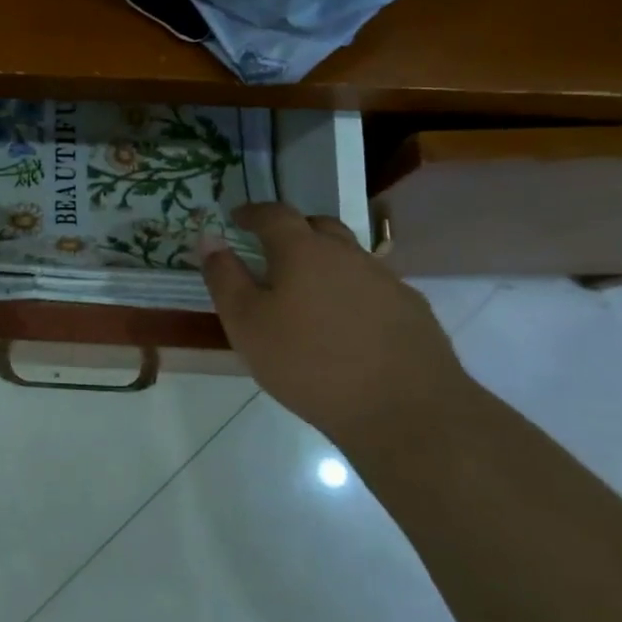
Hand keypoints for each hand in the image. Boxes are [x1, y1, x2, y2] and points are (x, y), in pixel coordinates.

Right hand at [201, 203, 473, 450]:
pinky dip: (353, 292)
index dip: (252, 213)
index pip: (274, 214)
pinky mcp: (412, 309)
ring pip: (348, 256)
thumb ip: (224, 277)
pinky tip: (347, 324)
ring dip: (325, 262)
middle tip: (273, 251)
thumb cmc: (308, 363)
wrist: (403, 409)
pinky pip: (373, 286)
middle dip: (292, 231)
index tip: (236, 218)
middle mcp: (347, 253)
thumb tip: (210, 238)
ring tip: (309, 292)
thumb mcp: (246, 324)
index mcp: (303, 250)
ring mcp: (385, 279)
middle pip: (318, 226)